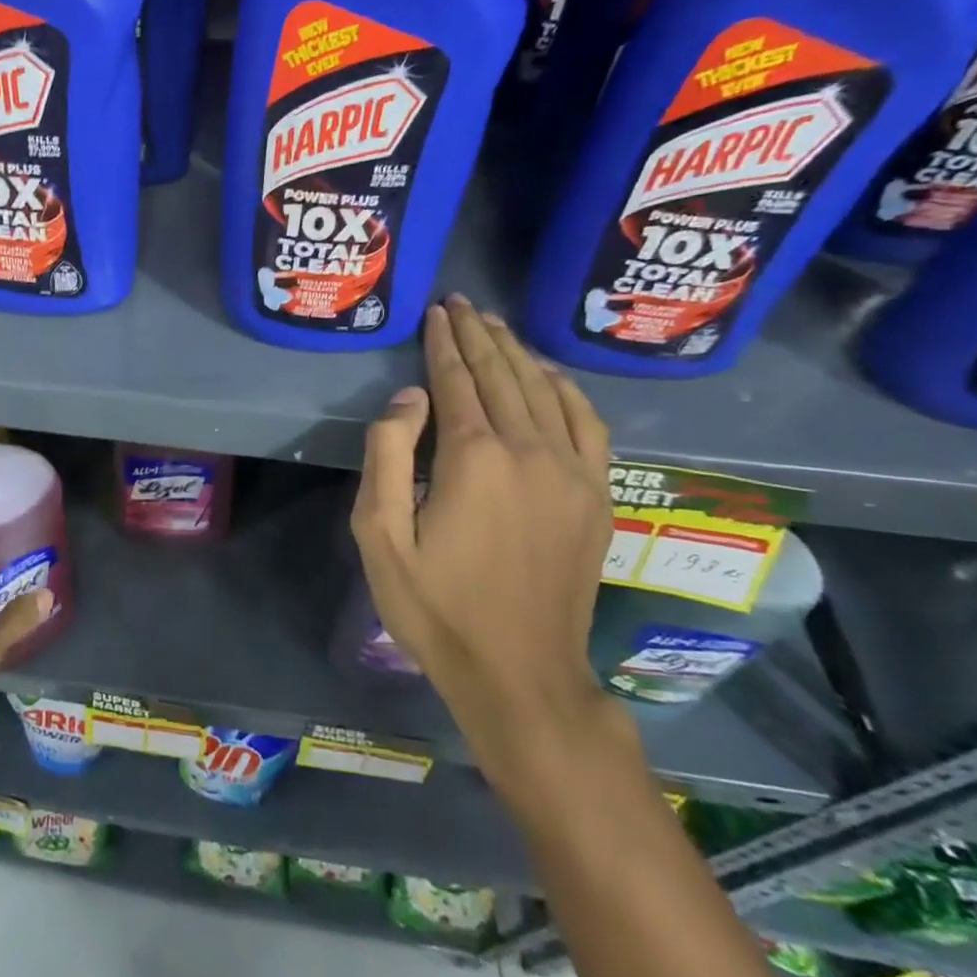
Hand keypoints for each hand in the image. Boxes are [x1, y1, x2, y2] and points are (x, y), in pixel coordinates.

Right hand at [351, 296, 621, 789]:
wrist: (519, 672)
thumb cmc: (435, 607)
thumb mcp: (380, 536)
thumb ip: (386, 456)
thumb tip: (409, 398)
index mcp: (474, 459)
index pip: (457, 381)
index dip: (443, 344)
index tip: (436, 312)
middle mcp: (530, 451)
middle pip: (503, 376)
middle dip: (478, 335)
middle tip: (461, 304)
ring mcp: (572, 472)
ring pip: (544, 391)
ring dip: (517, 353)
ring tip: (495, 326)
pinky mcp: (596, 495)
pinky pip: (588, 424)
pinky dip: (567, 390)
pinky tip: (550, 376)